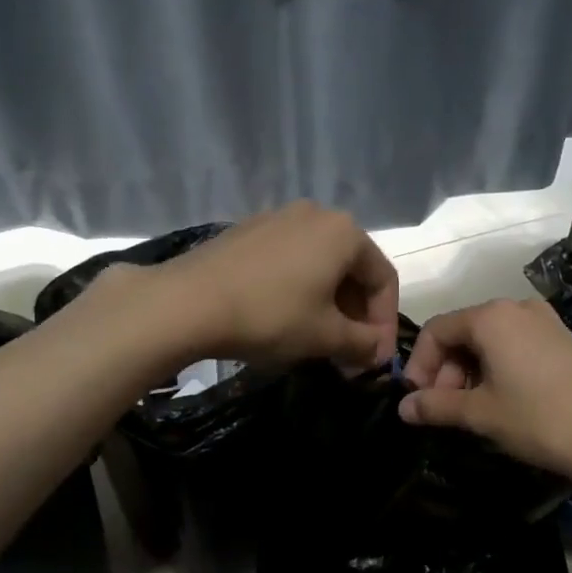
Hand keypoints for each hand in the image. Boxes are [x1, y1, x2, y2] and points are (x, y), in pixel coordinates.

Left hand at [156, 202, 399, 369]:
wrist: (187, 302)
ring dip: (328, 304)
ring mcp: (278, 218)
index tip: (375, 358)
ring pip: (320, 265)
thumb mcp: (325, 337)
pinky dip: (299, 289)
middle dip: (356, 315)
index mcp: (345, 232)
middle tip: (348, 353)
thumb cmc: (270, 316)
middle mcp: (316, 214)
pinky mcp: (248, 231)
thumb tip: (378, 352)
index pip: (383, 280)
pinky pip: (290, 260)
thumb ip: (363, 344)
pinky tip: (284, 317)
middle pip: (352, 269)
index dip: (384, 323)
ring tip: (318, 339)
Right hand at [398, 298, 571, 480]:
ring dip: (469, 372)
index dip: (419, 365)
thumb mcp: (481, 414)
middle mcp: (516, 308)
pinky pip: (514, 345)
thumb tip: (402, 407)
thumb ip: (436, 406)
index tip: (416, 401)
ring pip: (488, 340)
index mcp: (490, 317)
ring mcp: (543, 321)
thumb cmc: (540, 420)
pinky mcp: (562, 339)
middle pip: (462, 333)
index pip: (436, 330)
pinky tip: (501, 401)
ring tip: (471, 410)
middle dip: (444, 371)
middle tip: (444, 410)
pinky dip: (496, 368)